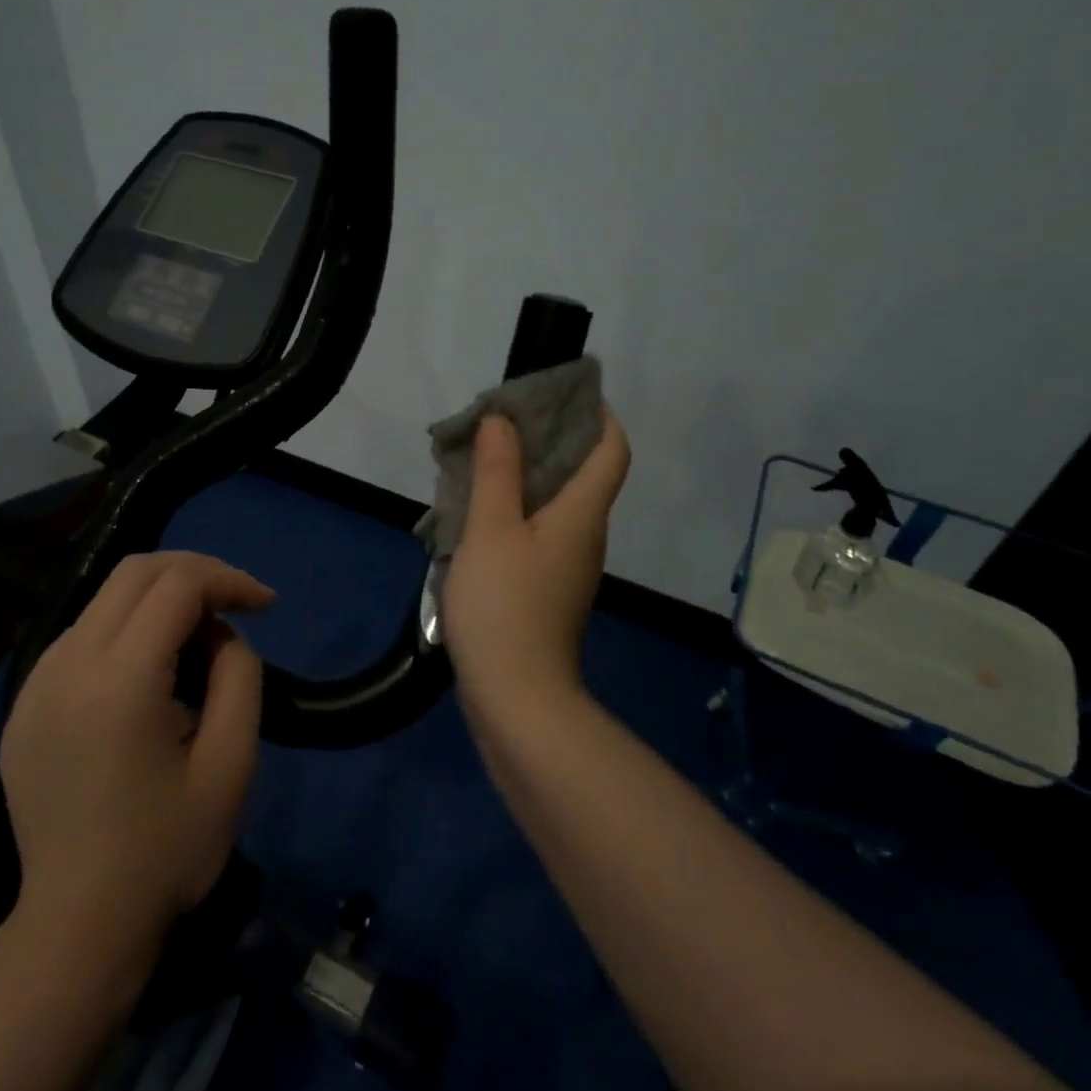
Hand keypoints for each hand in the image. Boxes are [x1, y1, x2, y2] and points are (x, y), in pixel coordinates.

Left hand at [0, 551, 273, 970]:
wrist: (77, 926)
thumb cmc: (166, 851)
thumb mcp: (232, 764)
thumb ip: (240, 677)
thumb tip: (221, 635)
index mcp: (119, 681)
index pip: (178, 585)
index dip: (230, 580)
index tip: (267, 606)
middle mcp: (66, 666)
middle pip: (136, 571)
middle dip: (197, 573)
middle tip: (236, 606)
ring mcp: (35, 683)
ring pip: (106, 598)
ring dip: (162, 600)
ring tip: (200, 643)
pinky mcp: (24, 704)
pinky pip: (83, 636)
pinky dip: (128, 628)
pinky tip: (152, 672)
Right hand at [442, 409, 630, 722]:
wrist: (516, 697)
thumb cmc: (505, 604)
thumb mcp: (492, 529)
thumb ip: (497, 471)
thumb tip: (503, 420)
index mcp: (583, 513)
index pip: (612, 450)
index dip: (598, 415)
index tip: (563, 393)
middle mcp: (585, 535)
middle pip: (583, 473)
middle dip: (549, 440)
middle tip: (502, 423)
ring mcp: (567, 566)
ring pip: (555, 504)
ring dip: (525, 477)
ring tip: (482, 461)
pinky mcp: (546, 589)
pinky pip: (537, 533)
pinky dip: (514, 511)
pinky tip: (478, 513)